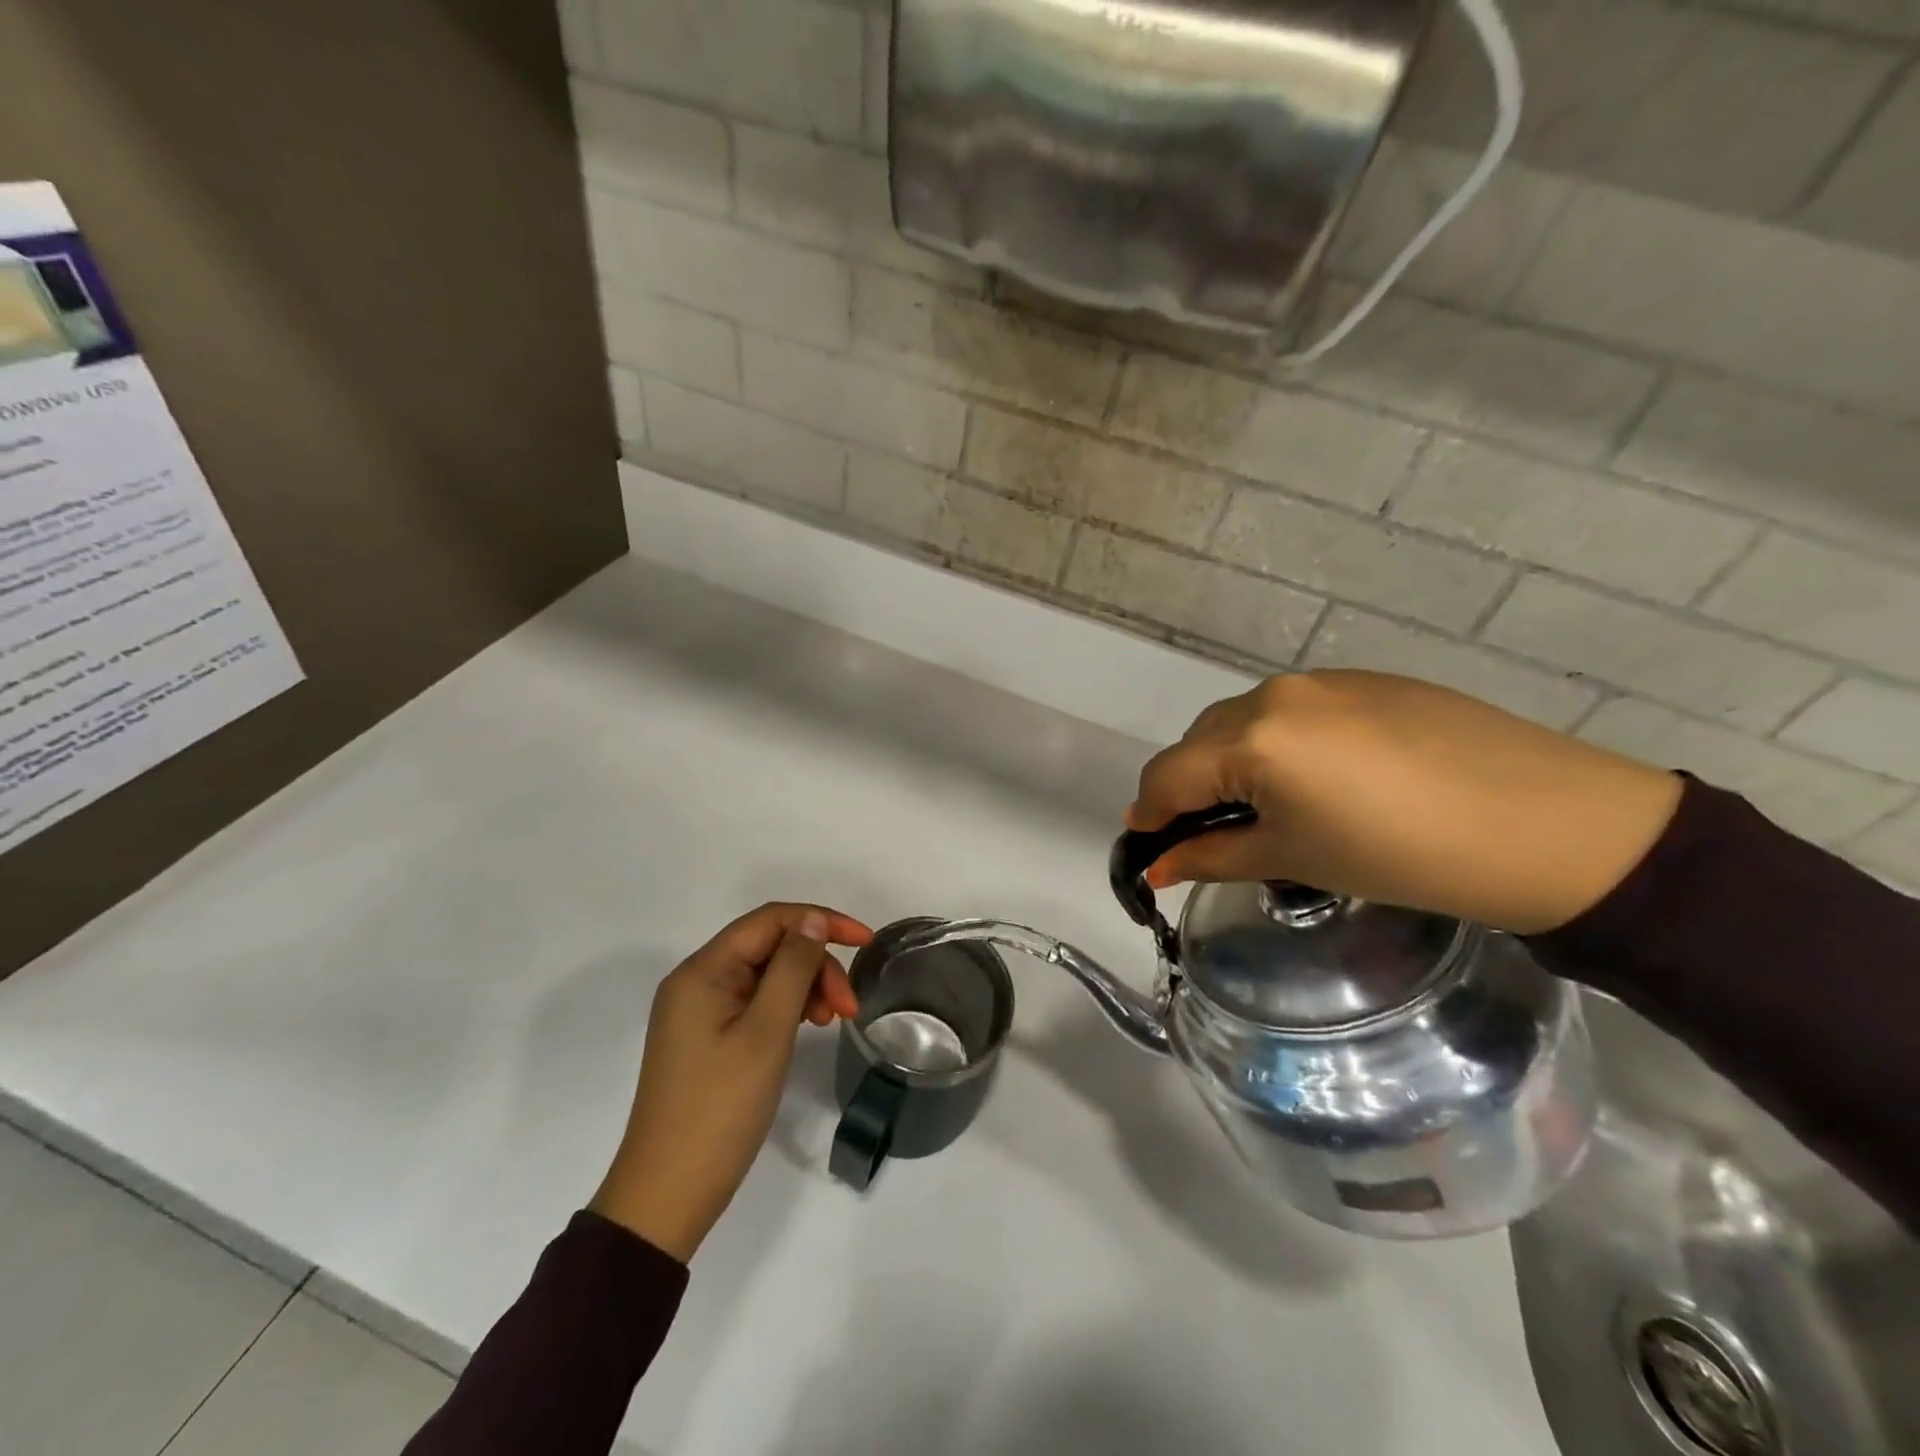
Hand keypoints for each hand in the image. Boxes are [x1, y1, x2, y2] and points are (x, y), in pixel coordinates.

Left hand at [590, 903, 873, 1260]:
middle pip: (770, 947)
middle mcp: (697, 981)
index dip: (822, 921)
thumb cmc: (721, 1108)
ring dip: (806, 987)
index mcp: (703, 970)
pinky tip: (809, 1027)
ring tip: (832, 1021)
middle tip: (849, 1007)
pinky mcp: (707, 1037)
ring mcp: (700, 1011)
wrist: (668, 1194)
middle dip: (816, 965)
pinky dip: (788, 1008)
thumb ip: (792, 968)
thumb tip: (813, 921)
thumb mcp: (767, 1032)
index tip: (865, 941)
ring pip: (766, 975)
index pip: (771, 920)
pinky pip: (755, 1002)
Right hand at [1128, 671, 1682, 933]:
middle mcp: (1274, 694)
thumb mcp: (1295, 860)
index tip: (1147, 848)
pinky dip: (1280, 743)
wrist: (1550, 825)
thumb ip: (1212, 856)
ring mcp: (1323, 680)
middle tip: (1211, 835)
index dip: (1149, 816)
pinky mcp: (1366, 680)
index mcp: (1251, 738)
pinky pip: (1294, 711)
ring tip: (1270, 808)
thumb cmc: (1403, 856)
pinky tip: (1323, 779)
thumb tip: (1157, 865)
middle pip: (1200, 742)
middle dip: (1189, 788)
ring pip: (1245, 721)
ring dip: (1233, 762)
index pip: (1168, 776)